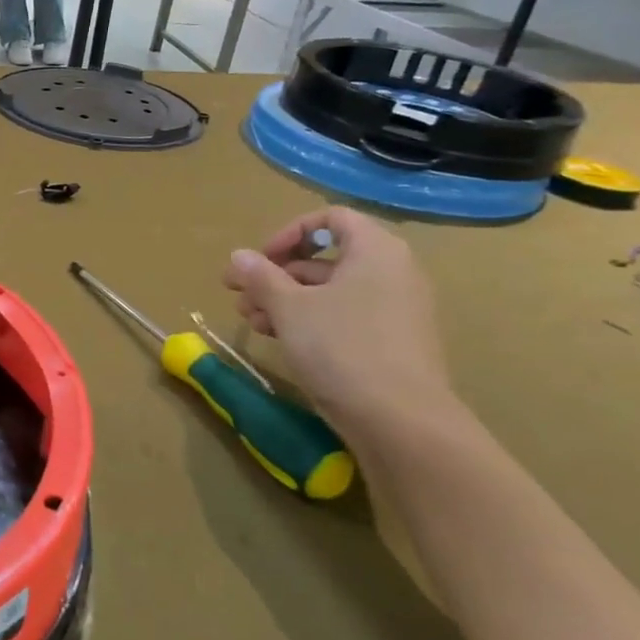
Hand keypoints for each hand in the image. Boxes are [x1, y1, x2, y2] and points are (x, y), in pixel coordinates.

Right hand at [222, 207, 454, 433]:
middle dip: (276, 275)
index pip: (331, 218)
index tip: (260, 259)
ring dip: (285, 300)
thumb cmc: (341, 347)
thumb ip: (260, 276)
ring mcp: (395, 309)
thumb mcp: (288, 307)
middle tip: (240, 296)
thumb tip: (238, 256)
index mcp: (375, 251)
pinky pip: (344, 316)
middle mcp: (392, 272)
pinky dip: (309, 321)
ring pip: (330, 291)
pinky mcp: (391, 342)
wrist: (401, 420)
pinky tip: (279, 340)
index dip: (289, 233)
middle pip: (325, 258)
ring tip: (252, 322)